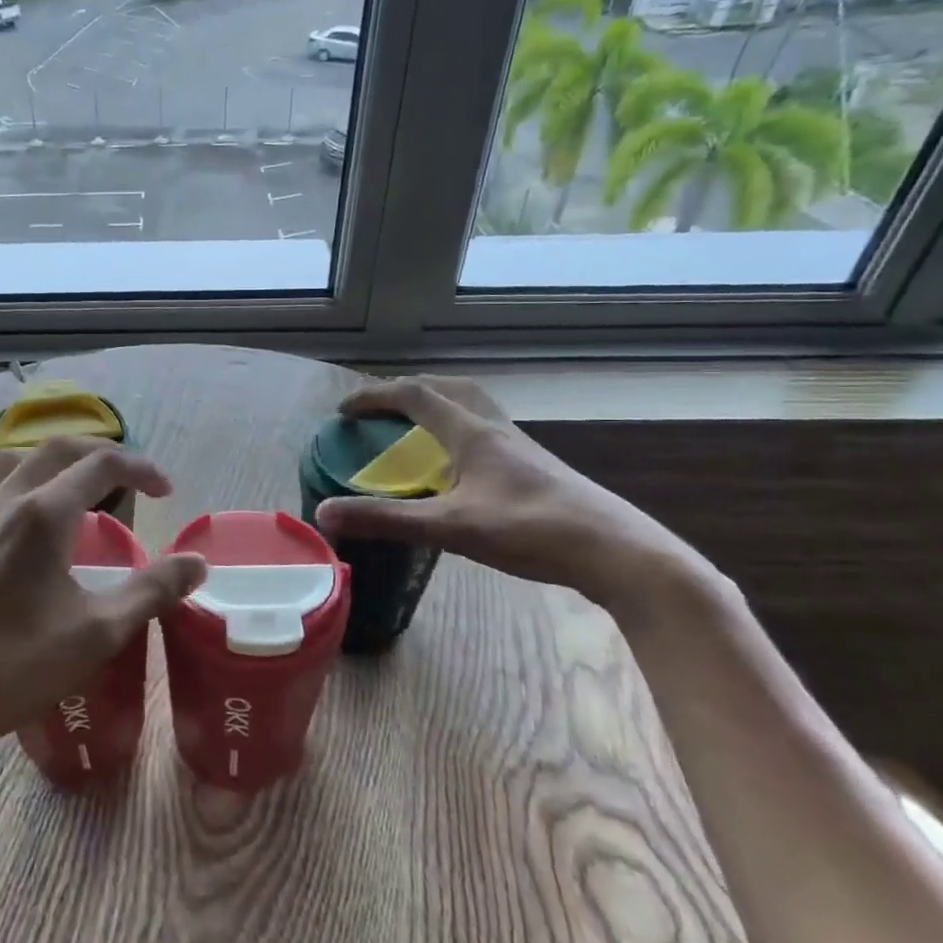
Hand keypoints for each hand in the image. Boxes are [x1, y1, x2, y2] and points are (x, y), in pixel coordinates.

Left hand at [0, 437, 206, 768]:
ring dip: (48, 460)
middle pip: (57, 449)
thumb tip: (197, 563)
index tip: (166, 492)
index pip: (101, 465)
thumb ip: (151, 591)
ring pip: (10, 459)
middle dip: (99, 452)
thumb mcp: (96, 633)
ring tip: (69, 485)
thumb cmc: (14, 668)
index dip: (140, 469)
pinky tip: (3, 507)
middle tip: (129, 477)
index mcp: (43, 515)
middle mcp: (3, 500)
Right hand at [313, 376, 704, 614]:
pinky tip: (459, 469)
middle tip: (379, 410)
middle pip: (448, 389)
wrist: (618, 553)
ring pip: (473, 409)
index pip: (414, 395)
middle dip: (407, 390)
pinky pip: (487, 434)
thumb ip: (387, 520)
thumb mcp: (451, 528)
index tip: (342, 411)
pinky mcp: (536, 470)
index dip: (374, 396)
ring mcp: (521, 449)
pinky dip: (459, 433)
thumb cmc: (531, 531)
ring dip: (438, 407)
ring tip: (415, 430)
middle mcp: (496, 430)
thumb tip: (324, 513)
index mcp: (472, 433)